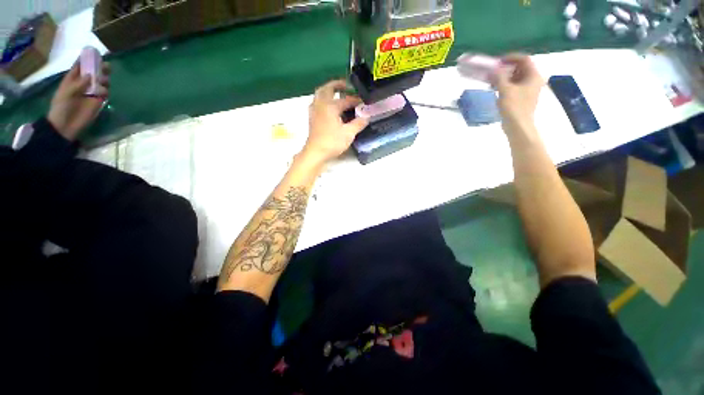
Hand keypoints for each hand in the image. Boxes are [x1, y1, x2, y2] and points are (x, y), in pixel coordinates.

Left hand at [47, 61, 110, 140]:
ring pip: (101, 81)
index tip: (95, 54)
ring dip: (104, 79)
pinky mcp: (98, 101)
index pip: (80, 66)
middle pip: (94, 72)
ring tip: (105, 81)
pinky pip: (105, 92)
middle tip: (106, 67)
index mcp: (73, 79)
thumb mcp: (66, 94)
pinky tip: (103, 93)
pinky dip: (106, 91)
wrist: (65, 126)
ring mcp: (91, 92)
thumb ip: (78, 84)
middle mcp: (83, 83)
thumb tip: (91, 75)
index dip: (87, 59)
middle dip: (100, 68)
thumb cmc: (61, 108)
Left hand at [300, 80, 368, 164]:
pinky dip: (323, 100)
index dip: (355, 100)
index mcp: (330, 106)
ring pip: (319, 94)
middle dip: (337, 85)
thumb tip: (366, 117)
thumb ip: (358, 124)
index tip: (363, 102)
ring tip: (337, 95)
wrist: (315, 153)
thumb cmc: (332, 142)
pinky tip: (329, 108)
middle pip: (327, 88)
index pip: (345, 100)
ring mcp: (314, 111)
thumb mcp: (348, 133)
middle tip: (346, 86)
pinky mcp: (312, 118)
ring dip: (328, 91)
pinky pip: (317, 103)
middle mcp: (321, 105)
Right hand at [492, 54, 543, 136]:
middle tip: (493, 71)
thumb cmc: (514, 107)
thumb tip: (493, 68)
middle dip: (506, 68)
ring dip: (504, 77)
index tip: (498, 61)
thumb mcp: (505, 90)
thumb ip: (499, 77)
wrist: (517, 126)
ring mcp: (528, 90)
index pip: (524, 59)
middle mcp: (533, 80)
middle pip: (520, 68)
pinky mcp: (522, 98)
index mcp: (534, 76)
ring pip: (516, 78)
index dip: (511, 58)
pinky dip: (505, 85)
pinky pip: (514, 86)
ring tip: (492, 81)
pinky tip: (495, 89)